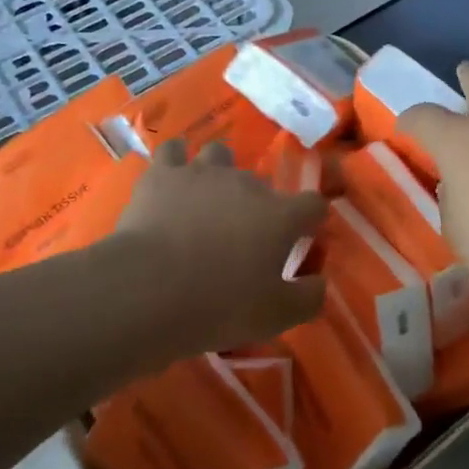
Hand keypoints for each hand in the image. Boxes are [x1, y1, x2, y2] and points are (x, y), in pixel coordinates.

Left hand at [112, 139, 327, 356]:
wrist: (149, 290)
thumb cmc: (219, 305)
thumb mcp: (275, 316)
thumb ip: (308, 297)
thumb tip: (320, 282)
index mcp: (280, 216)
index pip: (313, 204)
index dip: (311, 219)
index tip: (302, 236)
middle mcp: (247, 184)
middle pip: (263, 184)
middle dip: (259, 205)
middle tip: (244, 237)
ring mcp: (203, 172)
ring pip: (220, 154)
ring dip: (219, 172)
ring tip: (208, 198)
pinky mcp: (163, 174)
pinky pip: (173, 151)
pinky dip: (176, 162)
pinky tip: (172, 178)